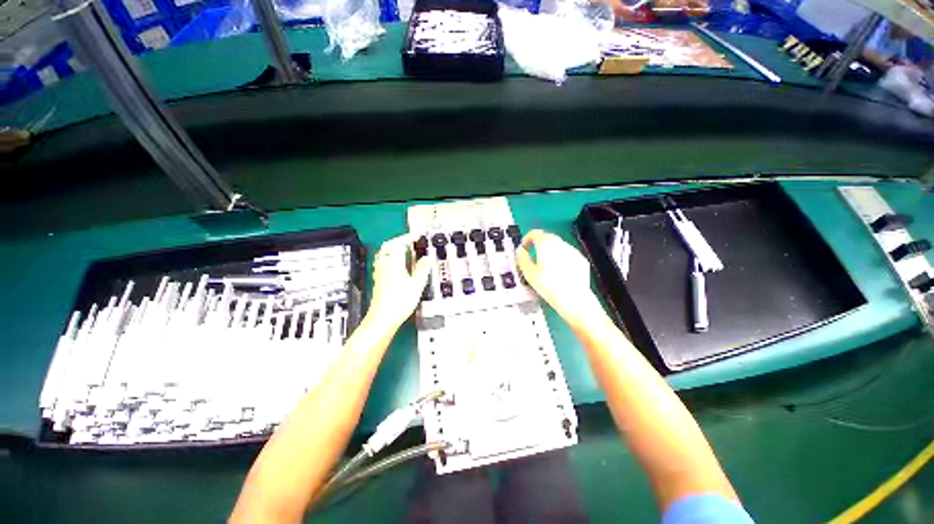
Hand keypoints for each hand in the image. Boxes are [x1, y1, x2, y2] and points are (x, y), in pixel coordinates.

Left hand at [366, 233, 431, 330]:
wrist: (382, 318)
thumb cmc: (400, 301)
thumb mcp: (416, 284)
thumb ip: (423, 269)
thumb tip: (429, 257)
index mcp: (393, 263)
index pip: (399, 244)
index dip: (408, 238)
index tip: (417, 235)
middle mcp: (384, 264)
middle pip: (388, 246)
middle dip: (399, 240)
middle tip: (411, 240)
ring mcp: (379, 272)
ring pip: (384, 253)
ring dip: (394, 248)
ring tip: (405, 249)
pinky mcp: (379, 279)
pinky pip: (383, 261)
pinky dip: (391, 256)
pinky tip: (399, 263)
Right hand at [515, 230, 603, 328]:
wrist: (574, 299)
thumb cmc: (549, 286)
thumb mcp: (529, 274)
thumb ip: (522, 259)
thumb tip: (520, 251)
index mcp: (546, 245)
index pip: (535, 233)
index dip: (527, 238)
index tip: (524, 246)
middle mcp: (560, 244)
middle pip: (547, 237)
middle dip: (539, 243)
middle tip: (533, 254)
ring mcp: (572, 251)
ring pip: (558, 245)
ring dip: (550, 250)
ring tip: (546, 264)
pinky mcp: (581, 260)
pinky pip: (568, 254)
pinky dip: (561, 257)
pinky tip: (559, 271)